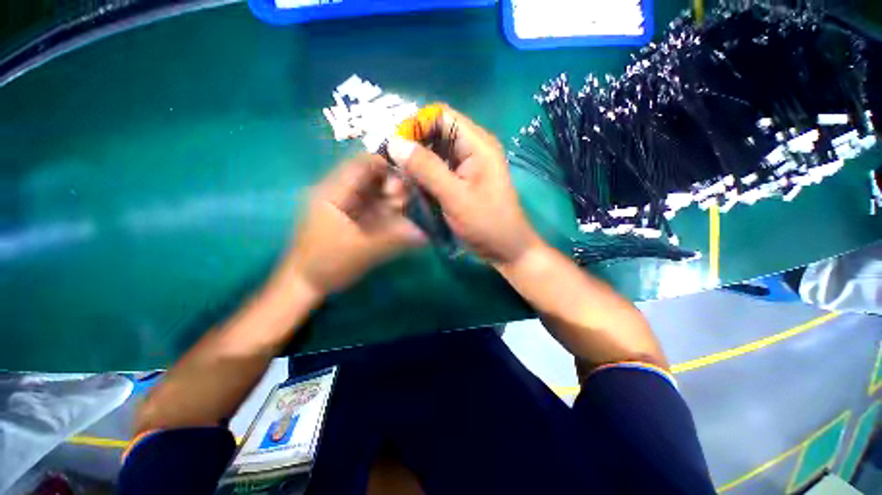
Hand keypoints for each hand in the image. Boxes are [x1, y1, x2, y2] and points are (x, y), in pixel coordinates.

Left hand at [282, 154, 425, 295]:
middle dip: (392, 185)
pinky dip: (388, 209)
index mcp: (333, 192)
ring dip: (391, 198)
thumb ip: (393, 239)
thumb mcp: (362, 251)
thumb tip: (424, 232)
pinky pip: (374, 206)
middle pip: (371, 177)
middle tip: (404, 202)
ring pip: (375, 192)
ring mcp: (347, 205)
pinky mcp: (353, 217)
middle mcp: (340, 193)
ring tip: (402, 211)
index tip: (410, 177)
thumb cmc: (327, 264)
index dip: (387, 165)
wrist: (305, 283)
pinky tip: (398, 217)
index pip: (361, 165)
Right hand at [387, 104, 541, 267]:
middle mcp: (472, 148)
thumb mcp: (455, 196)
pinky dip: (424, 176)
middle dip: (413, 146)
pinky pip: (438, 170)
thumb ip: (426, 169)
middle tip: (393, 165)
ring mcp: (467, 165)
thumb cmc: (486, 223)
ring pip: (434, 153)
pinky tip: (414, 188)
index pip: (441, 116)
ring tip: (401, 179)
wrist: (505, 249)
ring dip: (417, 164)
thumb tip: (395, 142)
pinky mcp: (462, 181)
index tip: (395, 146)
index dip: (416, 125)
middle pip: (436, 133)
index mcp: (477, 144)